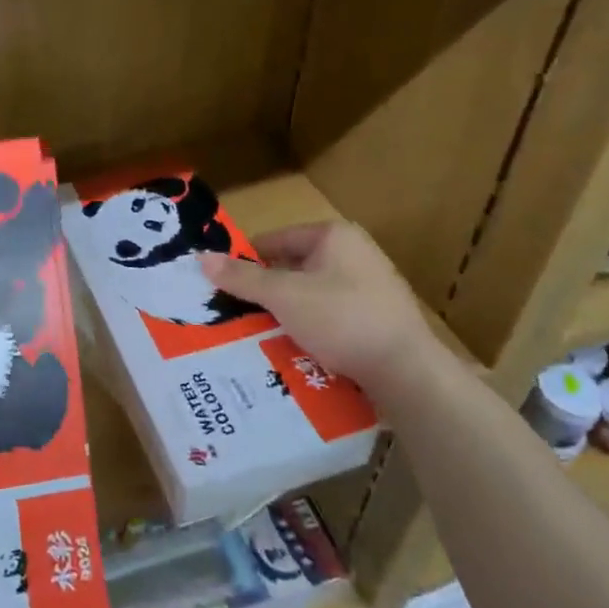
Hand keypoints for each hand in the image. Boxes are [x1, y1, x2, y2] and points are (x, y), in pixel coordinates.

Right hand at [199, 222, 448, 395]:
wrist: (406, 370)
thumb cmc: (342, 319)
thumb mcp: (284, 296)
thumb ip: (242, 278)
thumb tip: (201, 258)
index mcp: (334, 236)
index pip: (276, 239)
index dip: (246, 260)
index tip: (221, 285)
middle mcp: (354, 254)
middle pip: (292, 268)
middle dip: (264, 292)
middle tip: (233, 314)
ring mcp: (369, 287)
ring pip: (309, 296)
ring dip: (285, 313)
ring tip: (256, 336)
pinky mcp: (377, 319)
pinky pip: (330, 317)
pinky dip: (309, 329)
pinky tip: (291, 350)